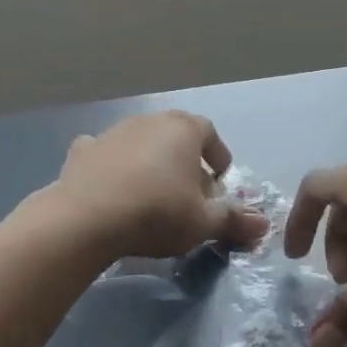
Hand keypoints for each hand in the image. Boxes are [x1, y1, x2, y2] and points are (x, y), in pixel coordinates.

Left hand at [50, 111, 268, 260]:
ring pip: (141, 144)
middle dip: (186, 162)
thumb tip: (263, 225)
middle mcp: (149, 122)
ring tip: (153, 196)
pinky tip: (112, 188)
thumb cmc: (157, 212)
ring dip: (150, 164)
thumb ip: (234, 220)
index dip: (218, 156)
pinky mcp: (82, 152)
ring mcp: (113, 133)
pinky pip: (105, 154)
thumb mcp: (203, 222)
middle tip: (190, 195)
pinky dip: (112, 166)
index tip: (220, 182)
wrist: (86, 218)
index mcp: (184, 129)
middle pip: (176, 137)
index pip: (210, 133)